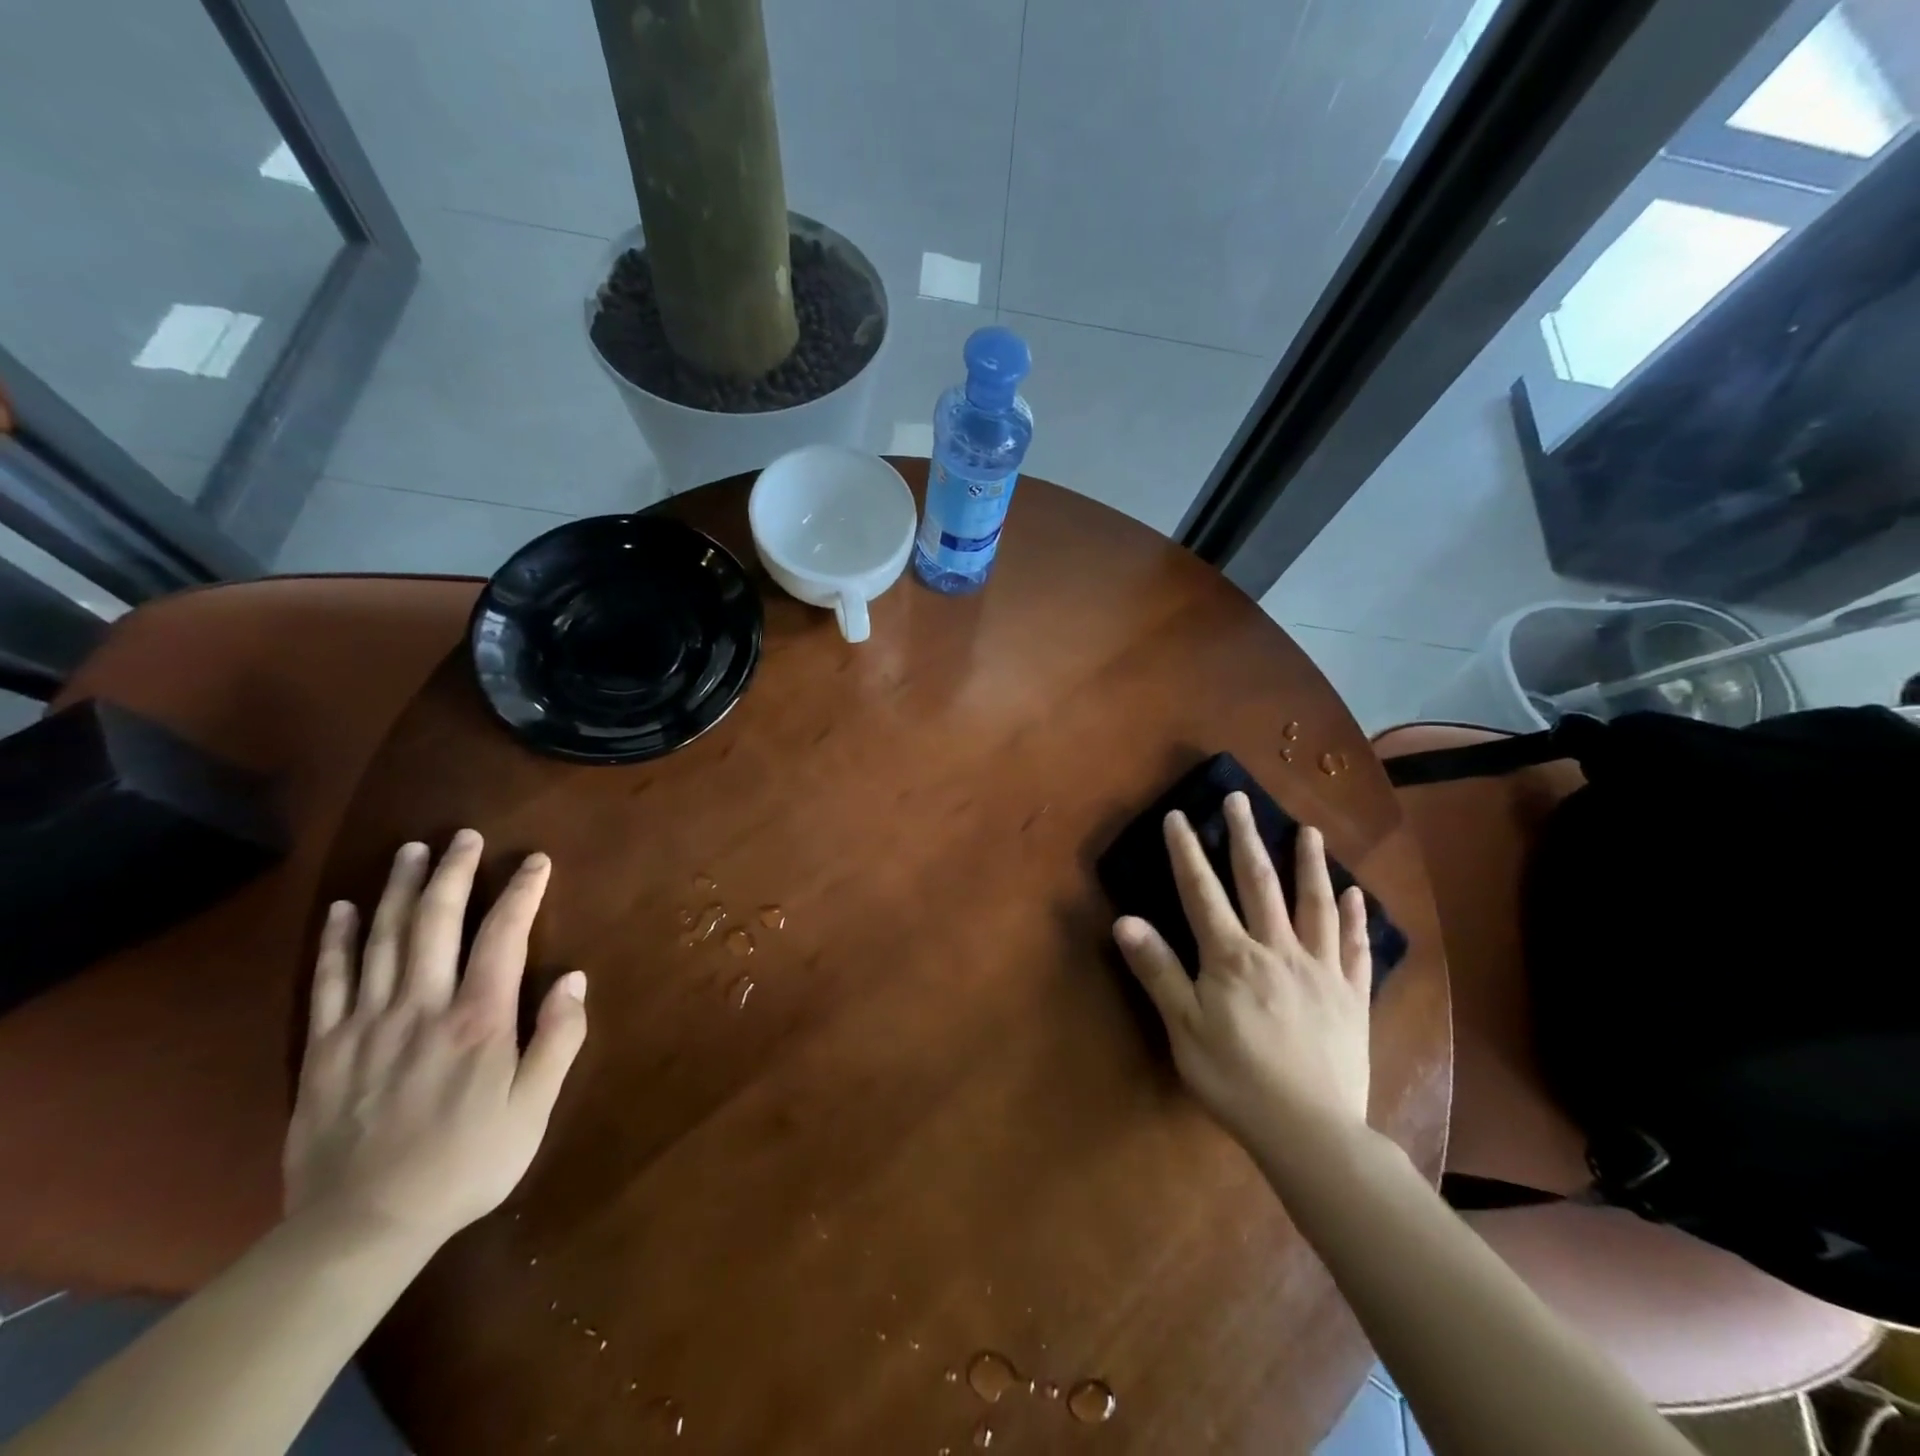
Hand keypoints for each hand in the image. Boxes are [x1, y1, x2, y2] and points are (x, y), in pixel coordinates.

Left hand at [284, 830, 587, 1248]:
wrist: (361, 1227)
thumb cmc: (465, 1164)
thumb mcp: (533, 1109)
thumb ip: (558, 1039)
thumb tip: (575, 979)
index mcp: (478, 1020)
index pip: (503, 936)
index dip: (521, 893)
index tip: (535, 861)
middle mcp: (422, 1007)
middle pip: (436, 922)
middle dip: (453, 873)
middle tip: (464, 836)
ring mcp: (367, 1023)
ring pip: (384, 939)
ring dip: (400, 889)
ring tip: (411, 851)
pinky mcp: (324, 1048)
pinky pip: (329, 980)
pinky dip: (338, 939)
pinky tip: (345, 908)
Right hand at [1113, 793, 1370, 1151]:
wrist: (1310, 1132)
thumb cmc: (1235, 1079)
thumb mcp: (1183, 1027)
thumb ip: (1157, 970)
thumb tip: (1125, 919)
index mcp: (1231, 956)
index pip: (1202, 891)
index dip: (1187, 852)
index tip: (1178, 815)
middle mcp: (1277, 950)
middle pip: (1259, 883)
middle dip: (1246, 837)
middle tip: (1241, 799)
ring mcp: (1320, 970)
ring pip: (1315, 905)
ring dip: (1309, 864)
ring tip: (1308, 831)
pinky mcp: (1351, 996)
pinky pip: (1355, 949)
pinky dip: (1356, 919)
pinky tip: (1356, 896)